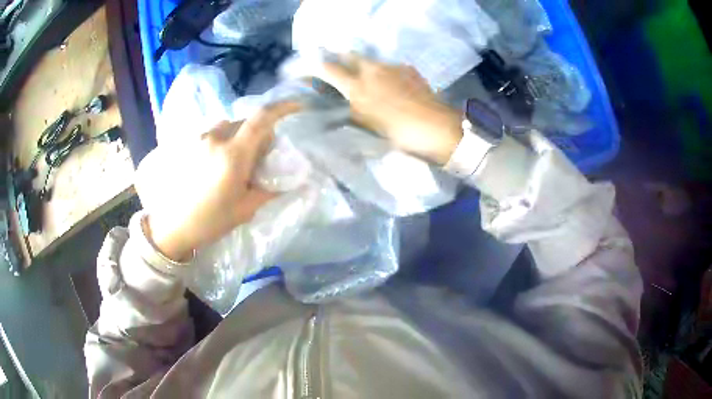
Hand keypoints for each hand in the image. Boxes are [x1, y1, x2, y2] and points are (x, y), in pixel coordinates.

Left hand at [135, 102, 300, 260]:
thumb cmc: (210, 221)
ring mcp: (198, 139)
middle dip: (257, 135)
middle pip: (246, 123)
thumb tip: (290, 178)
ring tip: (230, 163)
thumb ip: (269, 188)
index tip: (297, 107)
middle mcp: (215, 138)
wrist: (172, 227)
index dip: (282, 108)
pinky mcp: (186, 144)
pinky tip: (212, 165)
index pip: (262, 119)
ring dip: (236, 137)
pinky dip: (220, 142)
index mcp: (233, 154)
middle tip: (256, 159)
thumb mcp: (245, 209)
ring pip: (227, 127)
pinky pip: (211, 134)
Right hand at [316, 54, 462, 164]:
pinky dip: (385, 73)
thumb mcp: (368, 126)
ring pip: (371, 61)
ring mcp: (392, 67)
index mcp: (357, 86)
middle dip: (341, 59)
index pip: (328, 68)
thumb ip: (350, 111)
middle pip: (349, 54)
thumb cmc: (399, 133)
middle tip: (340, 71)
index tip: (310, 70)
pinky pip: (390, 67)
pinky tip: (392, 86)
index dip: (315, 67)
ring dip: (365, 68)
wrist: (437, 128)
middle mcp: (372, 70)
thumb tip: (338, 104)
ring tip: (370, 83)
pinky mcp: (409, 69)